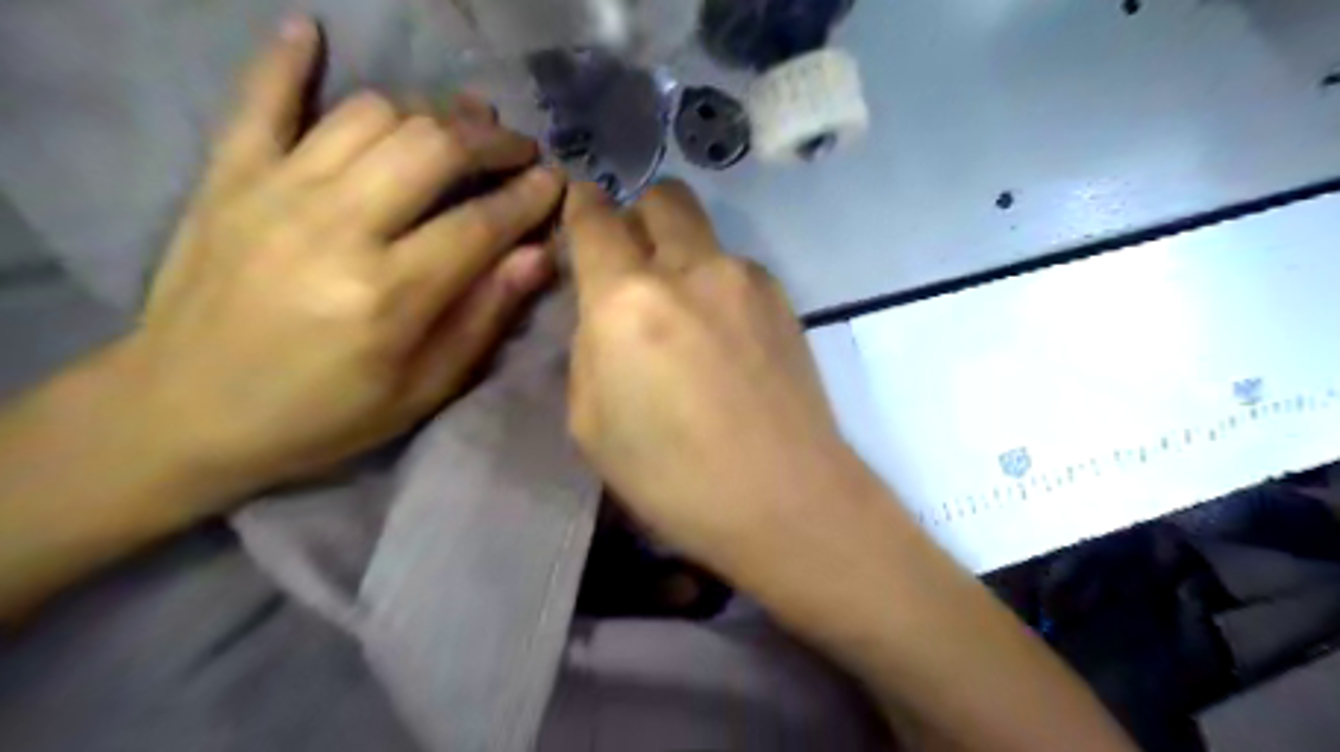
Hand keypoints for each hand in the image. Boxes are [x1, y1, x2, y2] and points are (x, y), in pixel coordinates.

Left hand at [126, 16, 562, 501]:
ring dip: (428, 110)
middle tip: (518, 150)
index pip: (481, 223)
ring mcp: (275, 191)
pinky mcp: (228, 177)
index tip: (556, 182)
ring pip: (370, 115)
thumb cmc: (323, 413)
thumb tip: (539, 256)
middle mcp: (337, 227)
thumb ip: (484, 317)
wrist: (184, 412)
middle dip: (491, 141)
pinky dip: (287, 60)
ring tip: (459, 124)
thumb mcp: (423, 388)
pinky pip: (259, 99)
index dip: (529, 197)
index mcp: (389, 294)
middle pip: (433, 149)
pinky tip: (312, 33)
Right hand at [560, 179, 856, 570]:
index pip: (595, 220)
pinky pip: (736, 268)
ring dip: (681, 253)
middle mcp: (690, 269)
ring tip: (684, 313)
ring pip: (703, 233)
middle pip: (662, 197)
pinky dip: (717, 284)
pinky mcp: (784, 298)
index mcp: (628, 301)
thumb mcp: (590, 423)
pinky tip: (725, 336)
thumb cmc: (673, 478)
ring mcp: (745, 279)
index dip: (580, 203)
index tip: (579, 203)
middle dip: (637, 214)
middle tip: (631, 259)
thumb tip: (604, 314)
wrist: (784, 498)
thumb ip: (589, 349)